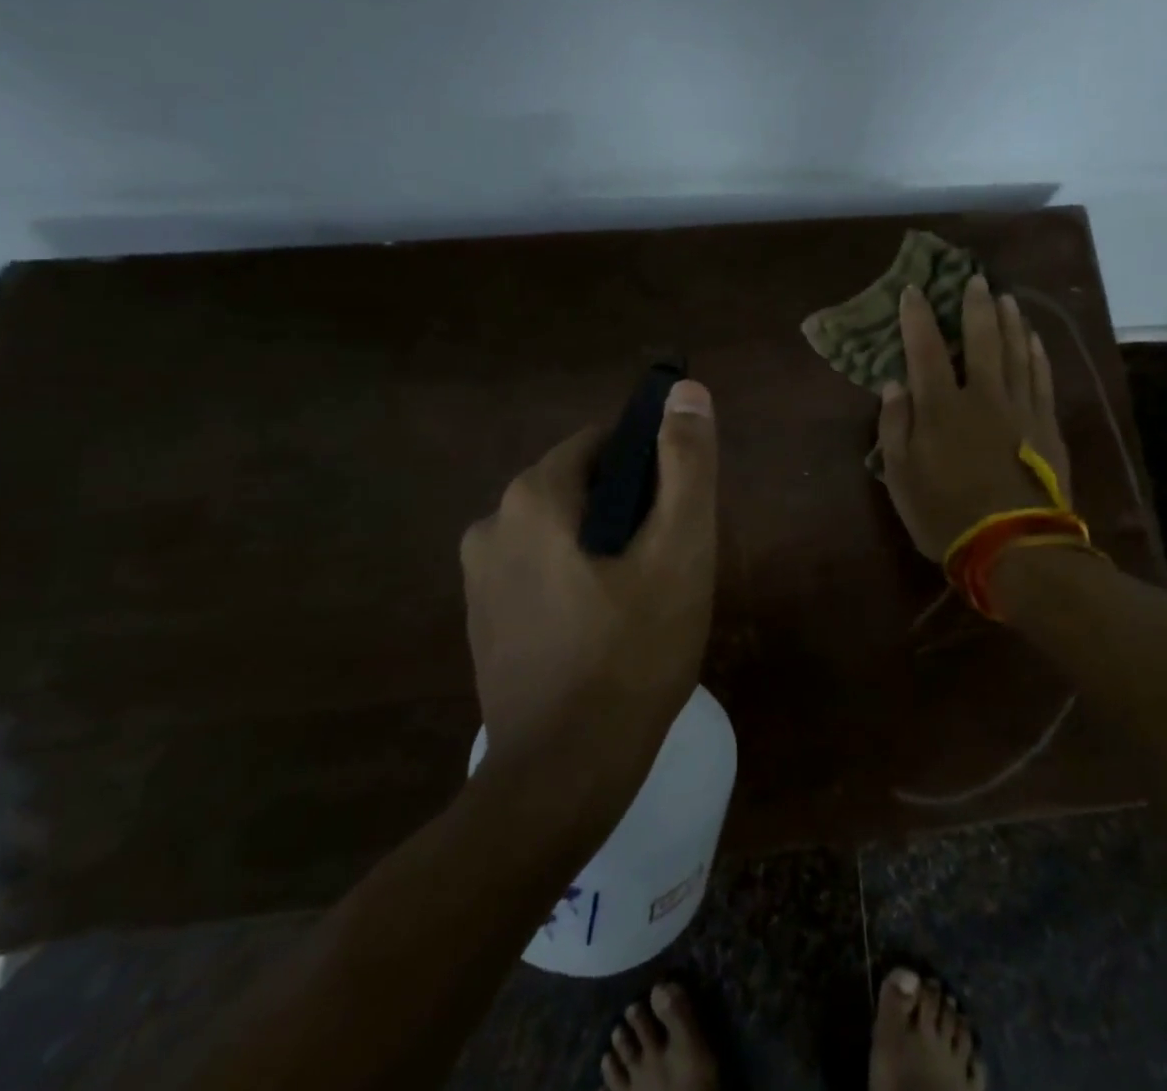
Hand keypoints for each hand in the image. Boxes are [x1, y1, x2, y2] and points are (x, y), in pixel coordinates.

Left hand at [460, 381, 717, 794]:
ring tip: (643, 600)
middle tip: (668, 563)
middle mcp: (491, 523)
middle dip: (628, 510)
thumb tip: (687, 390)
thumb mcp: (679, 549)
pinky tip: (605, 629)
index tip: (679, 511)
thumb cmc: (632, 652)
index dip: (651, 466)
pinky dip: (575, 579)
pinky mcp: (483, 620)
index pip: (603, 443)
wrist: (563, 776)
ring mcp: (479, 577)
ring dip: (603, 547)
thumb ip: (686, 463)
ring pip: (561, 531)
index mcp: (532, 495)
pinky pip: (540, 572)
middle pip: (581, 487)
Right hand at [877, 275, 1070, 560]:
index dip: (918, 317)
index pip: (925, 349)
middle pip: (980, 340)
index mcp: (941, 408)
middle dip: (975, 306)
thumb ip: (895, 427)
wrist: (1014, 547)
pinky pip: (1042, 377)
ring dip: (1010, 321)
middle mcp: (982, 396)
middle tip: (974, 279)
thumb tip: (894, 384)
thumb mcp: (901, 478)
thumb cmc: (946, 515)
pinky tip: (1034, 339)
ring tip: (1006, 298)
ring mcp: (1020, 407)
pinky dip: (1037, 353)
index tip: (914, 290)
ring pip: (1016, 351)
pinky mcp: (1046, 424)